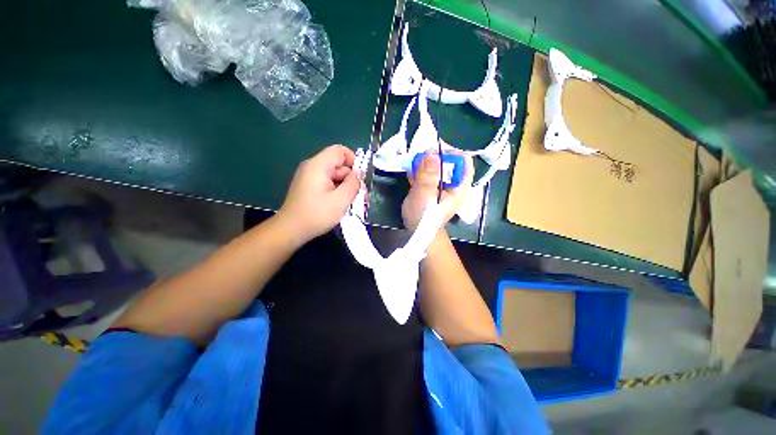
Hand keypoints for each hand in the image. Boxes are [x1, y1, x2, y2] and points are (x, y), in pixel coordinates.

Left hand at [278, 145, 360, 242]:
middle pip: (338, 164)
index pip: (340, 151)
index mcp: (318, 165)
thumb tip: (358, 173)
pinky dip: (336, 190)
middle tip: (359, 196)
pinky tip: (339, 203)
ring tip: (350, 203)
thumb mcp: (341, 200)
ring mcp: (309, 176)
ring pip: (334, 175)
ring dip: (345, 186)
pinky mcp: (309, 186)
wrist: (291, 230)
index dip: (353, 160)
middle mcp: (312, 167)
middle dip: (351, 178)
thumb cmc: (317, 215)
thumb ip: (353, 184)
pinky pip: (327, 182)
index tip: (359, 178)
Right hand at [402, 153, 473, 230]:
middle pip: (449, 163)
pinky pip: (428, 174)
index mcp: (459, 187)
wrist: (416, 232)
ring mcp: (441, 186)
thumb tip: (431, 153)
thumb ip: (428, 175)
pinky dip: (420, 170)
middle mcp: (453, 184)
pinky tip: (411, 169)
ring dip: (426, 163)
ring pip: (437, 167)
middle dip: (436, 156)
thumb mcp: (425, 196)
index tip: (437, 149)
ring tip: (414, 161)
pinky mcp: (431, 188)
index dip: (453, 153)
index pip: (464, 163)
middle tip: (421, 154)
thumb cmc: (424, 218)